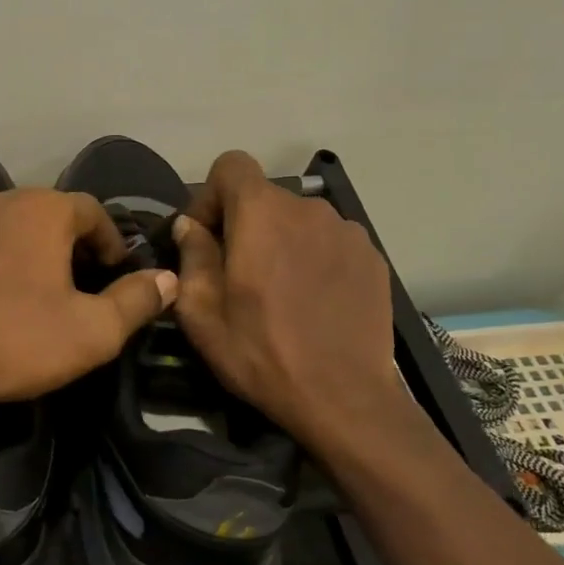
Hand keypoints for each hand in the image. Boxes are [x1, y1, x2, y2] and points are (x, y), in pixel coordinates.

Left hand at [0, 188, 177, 414]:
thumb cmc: (14, 341)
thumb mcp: (93, 332)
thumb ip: (137, 301)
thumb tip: (170, 278)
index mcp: (45, 210)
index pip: (92, 211)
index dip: (109, 240)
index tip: (113, 271)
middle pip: (44, 211)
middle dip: (63, 240)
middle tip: (71, 280)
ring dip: (14, 239)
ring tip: (18, 277)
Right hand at [172, 151, 405, 448]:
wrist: (344, 399)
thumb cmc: (261, 354)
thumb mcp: (202, 314)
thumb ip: (192, 257)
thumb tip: (190, 226)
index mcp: (261, 214)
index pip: (231, 165)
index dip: (212, 195)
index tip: (208, 238)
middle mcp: (308, 208)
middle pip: (264, 197)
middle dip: (244, 225)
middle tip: (238, 274)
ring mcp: (347, 231)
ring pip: (299, 220)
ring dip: (281, 242)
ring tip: (280, 292)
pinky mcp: (372, 256)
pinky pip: (330, 241)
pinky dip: (315, 258)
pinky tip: (314, 301)